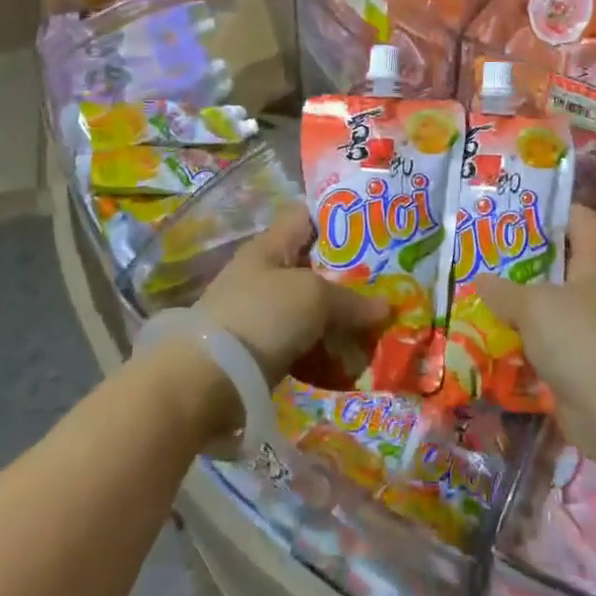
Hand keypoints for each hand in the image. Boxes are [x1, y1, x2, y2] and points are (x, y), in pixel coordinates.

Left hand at [196, 210, 382, 387]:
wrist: (208, 379)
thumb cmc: (262, 316)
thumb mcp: (313, 297)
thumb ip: (351, 299)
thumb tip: (386, 307)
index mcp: (270, 246)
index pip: (305, 216)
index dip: (337, 216)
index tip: (374, 223)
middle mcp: (264, 274)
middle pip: (314, 265)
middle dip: (349, 273)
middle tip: (388, 278)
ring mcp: (262, 314)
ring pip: (311, 307)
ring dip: (340, 316)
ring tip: (379, 319)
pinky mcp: (263, 350)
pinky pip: (304, 342)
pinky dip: (326, 347)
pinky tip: (354, 354)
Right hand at [470, 205, 595, 408]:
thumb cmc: (579, 337)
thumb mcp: (533, 306)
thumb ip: (504, 290)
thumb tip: (481, 280)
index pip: (582, 218)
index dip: (555, 209)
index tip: (519, 209)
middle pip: (564, 261)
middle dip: (528, 258)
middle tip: (489, 252)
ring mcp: (594, 327)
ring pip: (555, 303)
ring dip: (524, 302)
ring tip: (485, 292)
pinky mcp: (584, 361)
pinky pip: (551, 340)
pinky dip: (528, 338)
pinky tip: (496, 335)